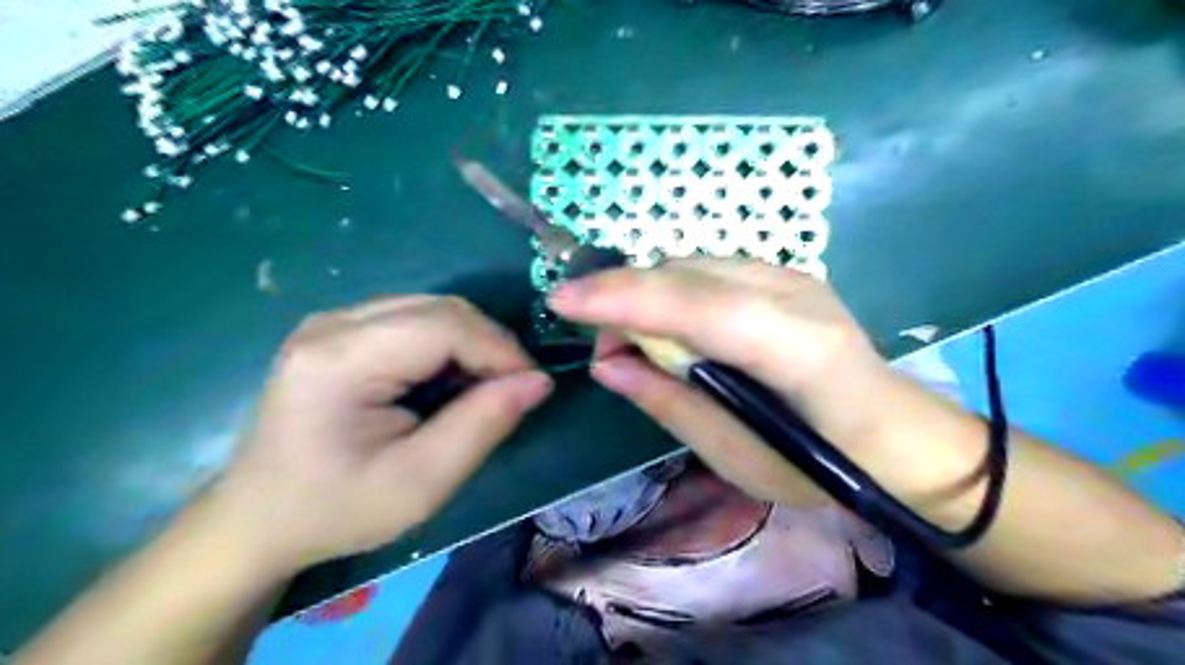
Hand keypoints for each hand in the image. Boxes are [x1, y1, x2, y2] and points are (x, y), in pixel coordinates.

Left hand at [205, 297, 550, 570]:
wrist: (257, 519)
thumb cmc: (336, 511)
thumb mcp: (421, 483)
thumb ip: (483, 425)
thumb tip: (538, 381)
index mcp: (340, 360)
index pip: (445, 325)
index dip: (500, 349)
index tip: (531, 387)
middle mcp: (332, 324)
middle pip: (441, 309)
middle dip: (489, 345)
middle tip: (511, 391)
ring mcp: (331, 322)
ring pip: (432, 310)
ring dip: (471, 344)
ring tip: (481, 390)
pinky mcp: (338, 331)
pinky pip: (414, 320)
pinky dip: (447, 347)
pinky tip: (446, 383)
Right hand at [550, 258, 893, 502]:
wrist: (898, 434)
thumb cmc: (823, 466)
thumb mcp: (738, 456)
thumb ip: (669, 403)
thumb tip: (605, 364)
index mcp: (800, 350)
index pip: (698, 307)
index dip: (625, 299)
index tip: (560, 302)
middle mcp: (797, 294)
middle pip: (687, 274)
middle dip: (623, 296)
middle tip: (599, 347)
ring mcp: (794, 276)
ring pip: (692, 265)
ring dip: (645, 293)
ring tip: (629, 341)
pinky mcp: (785, 275)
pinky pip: (707, 270)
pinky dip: (670, 291)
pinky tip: (666, 326)